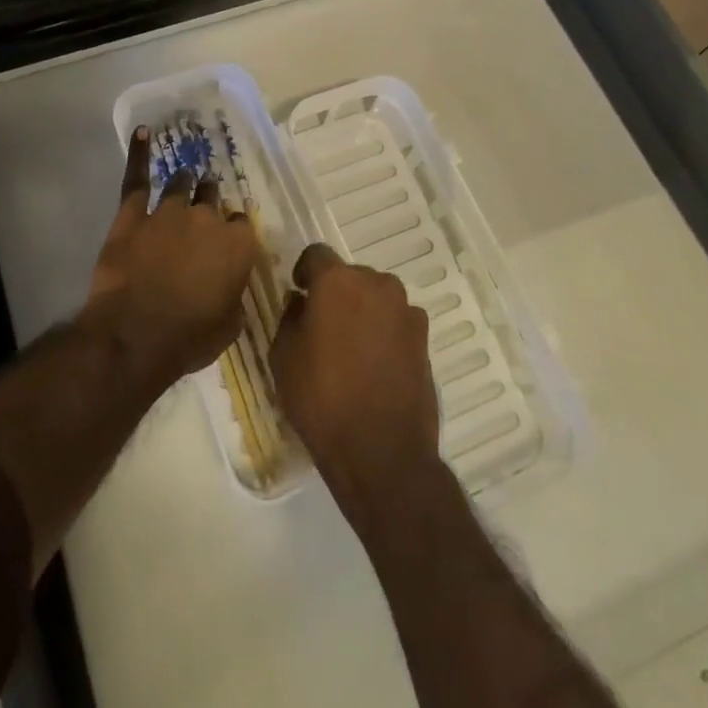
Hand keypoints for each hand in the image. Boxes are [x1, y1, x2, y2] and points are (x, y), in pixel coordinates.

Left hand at [84, 127, 261, 391]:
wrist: (135, 335)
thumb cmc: (189, 338)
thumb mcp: (230, 325)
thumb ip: (234, 296)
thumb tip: (231, 287)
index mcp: (238, 244)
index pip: (240, 225)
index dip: (231, 234)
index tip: (225, 243)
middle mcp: (207, 218)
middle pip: (213, 198)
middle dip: (209, 201)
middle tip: (203, 210)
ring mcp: (169, 211)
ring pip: (182, 184)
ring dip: (185, 184)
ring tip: (184, 181)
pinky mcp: (133, 214)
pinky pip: (137, 178)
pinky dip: (139, 154)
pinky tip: (142, 132)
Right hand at [272, 244, 440, 526]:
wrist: (382, 452)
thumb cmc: (322, 399)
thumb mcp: (284, 357)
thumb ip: (289, 317)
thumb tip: (301, 302)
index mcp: (337, 281)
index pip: (315, 255)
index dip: (303, 272)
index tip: (298, 293)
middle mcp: (376, 284)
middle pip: (349, 275)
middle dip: (335, 292)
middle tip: (322, 325)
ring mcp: (405, 309)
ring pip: (375, 296)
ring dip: (362, 310)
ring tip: (350, 347)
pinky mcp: (424, 337)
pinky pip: (396, 320)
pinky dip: (384, 330)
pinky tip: (374, 363)